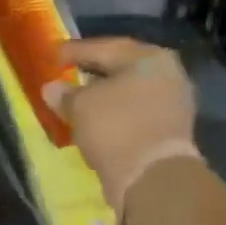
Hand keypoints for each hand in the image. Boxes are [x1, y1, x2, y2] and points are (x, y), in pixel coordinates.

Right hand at [44, 37, 199, 214]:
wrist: (152, 178)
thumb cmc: (115, 128)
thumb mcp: (81, 107)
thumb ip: (65, 94)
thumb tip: (52, 88)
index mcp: (148, 57)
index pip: (104, 47)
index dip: (74, 51)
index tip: (53, 56)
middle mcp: (168, 74)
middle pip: (122, 69)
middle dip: (93, 74)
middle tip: (68, 76)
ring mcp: (173, 103)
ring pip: (130, 93)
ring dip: (105, 97)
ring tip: (80, 103)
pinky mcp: (171, 131)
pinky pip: (136, 115)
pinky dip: (116, 116)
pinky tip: (98, 123)